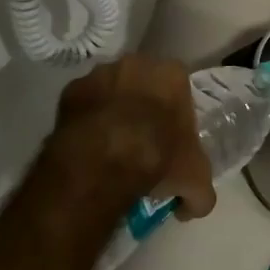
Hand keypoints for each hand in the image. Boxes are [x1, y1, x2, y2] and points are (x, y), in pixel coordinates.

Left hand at [45, 56, 216, 219]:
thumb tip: (191, 206)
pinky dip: (86, 121)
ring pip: (111, 91)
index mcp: (172, 74)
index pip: (179, 90)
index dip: (175, 116)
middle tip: (141, 142)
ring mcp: (100, 74)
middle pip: (144, 85)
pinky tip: (89, 148)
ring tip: (110, 146)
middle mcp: (136, 63)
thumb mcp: (195, 180)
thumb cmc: (158, 157)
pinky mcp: (70, 90)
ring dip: (112, 111)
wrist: (103, 160)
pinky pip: (83, 105)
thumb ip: (199, 193)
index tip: (170, 141)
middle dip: (143, 107)